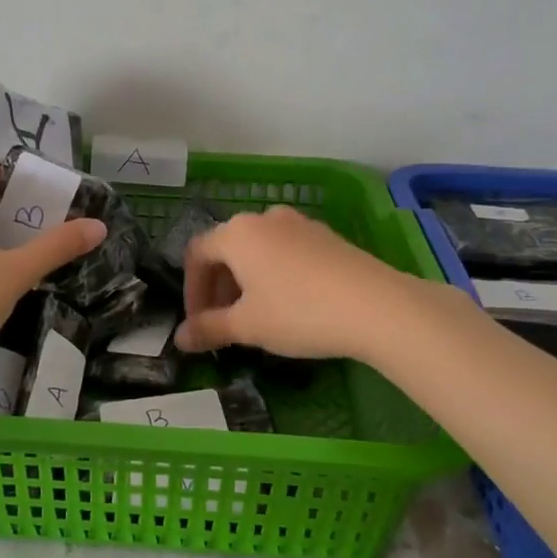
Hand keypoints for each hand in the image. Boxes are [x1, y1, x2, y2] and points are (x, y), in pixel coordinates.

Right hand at [173, 206, 426, 361]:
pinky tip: (290, 305)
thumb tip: (180, 339)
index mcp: (237, 233)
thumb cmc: (298, 312)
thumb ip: (209, 329)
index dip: (191, 291)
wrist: (377, 306)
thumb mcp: (248, 326)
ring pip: (258, 251)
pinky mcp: (326, 236)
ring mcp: (299, 224)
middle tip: (223, 324)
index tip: (198, 324)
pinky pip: (286, 252)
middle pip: (227, 249)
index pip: (197, 255)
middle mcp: (264, 218)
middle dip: (218, 288)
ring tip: (255, 317)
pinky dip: (274, 275)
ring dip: (246, 282)